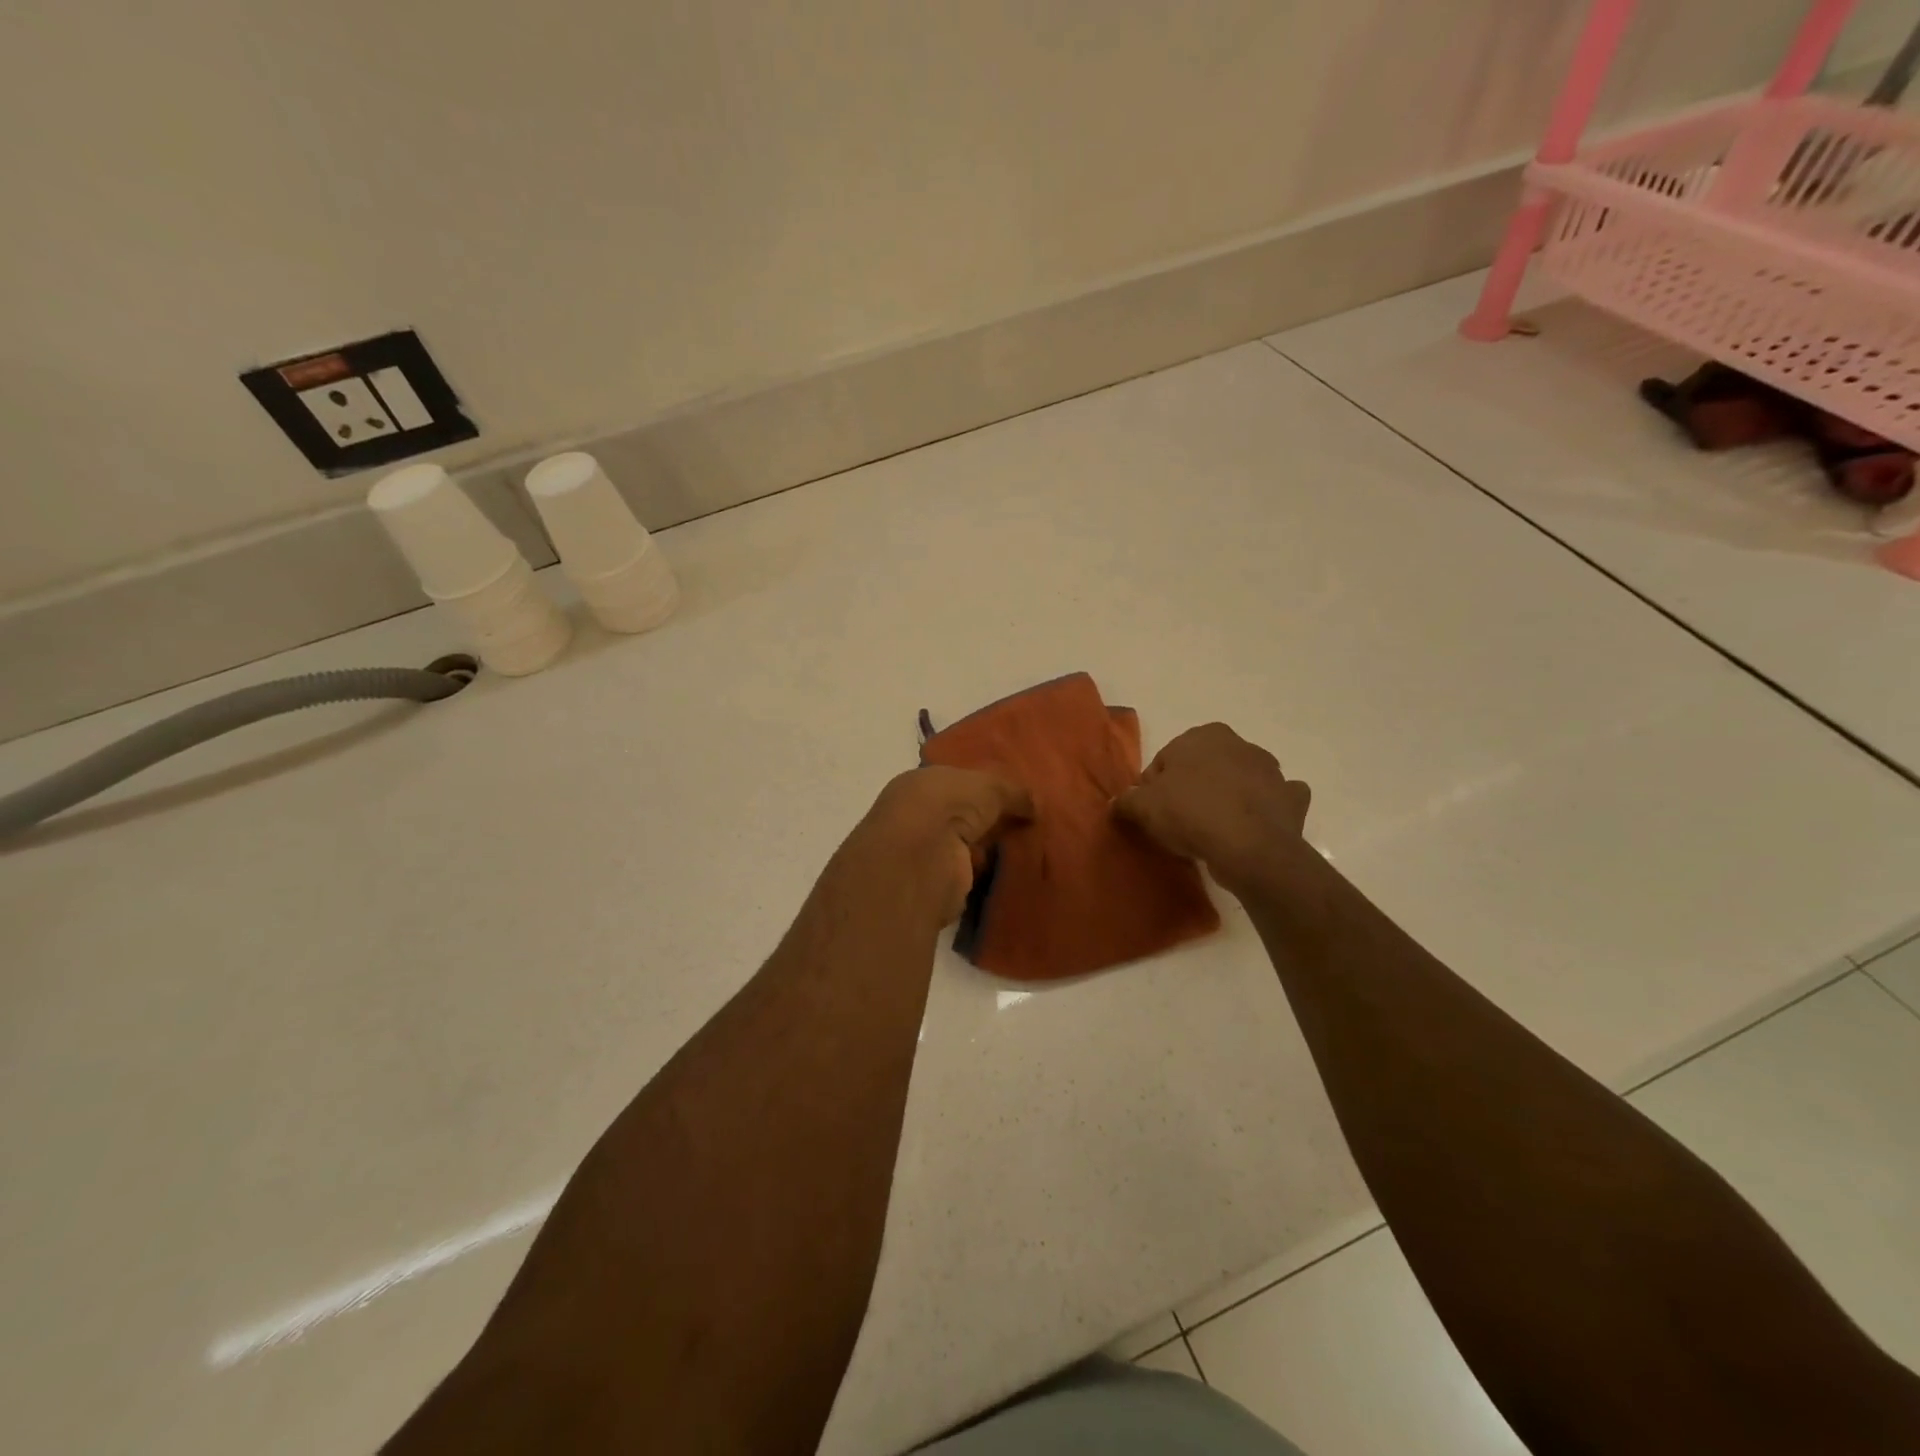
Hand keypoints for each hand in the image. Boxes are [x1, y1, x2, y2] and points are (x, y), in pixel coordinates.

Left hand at [844, 767, 1033, 925]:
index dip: (984, 787)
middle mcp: (918, 815)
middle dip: (989, 819)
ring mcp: (924, 851)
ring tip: (1028, 847)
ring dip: (988, 848)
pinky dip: (986, 873)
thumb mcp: (990, 786)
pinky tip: (1011, 871)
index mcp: (921, 782)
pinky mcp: (936, 884)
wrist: (923, 858)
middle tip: (1029, 822)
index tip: (1015, 796)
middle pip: (961, 815)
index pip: (956, 782)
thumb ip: (1013, 792)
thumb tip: (1035, 804)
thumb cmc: (949, 805)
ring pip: (965, 845)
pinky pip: (969, 873)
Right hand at [1114, 723, 1310, 893]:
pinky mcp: (1291, 798)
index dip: (1154, 789)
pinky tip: (1252, 828)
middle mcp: (1239, 744)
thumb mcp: (1143, 807)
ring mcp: (1271, 770)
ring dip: (1229, 797)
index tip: (1152, 814)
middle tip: (1179, 823)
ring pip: (1239, 781)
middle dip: (1192, 789)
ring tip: (1213, 831)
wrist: (1250, 848)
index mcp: (1202, 735)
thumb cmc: (1191, 814)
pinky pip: (1274, 801)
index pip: (1165, 761)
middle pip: (1203, 768)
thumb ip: (1127, 801)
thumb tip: (1119, 802)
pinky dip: (1265, 809)